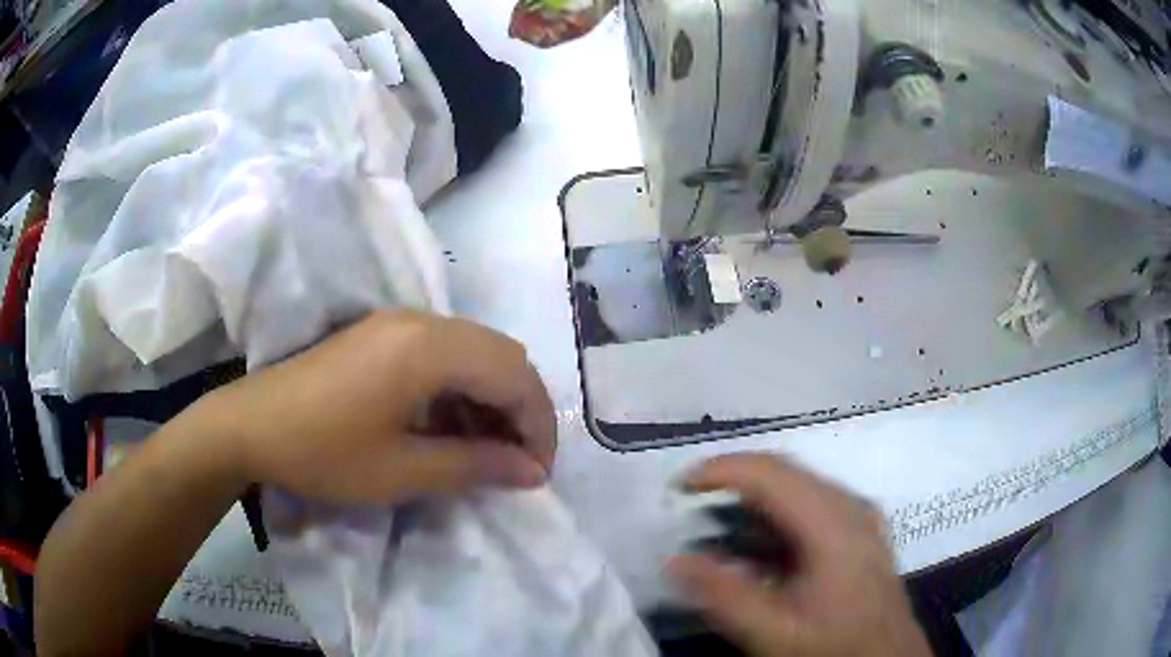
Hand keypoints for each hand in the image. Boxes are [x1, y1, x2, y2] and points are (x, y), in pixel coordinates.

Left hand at [207, 309, 557, 504]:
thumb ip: (475, 466)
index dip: (538, 425)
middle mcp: (421, 320)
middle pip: (501, 355)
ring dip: (492, 398)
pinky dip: (461, 389)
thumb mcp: (402, 471)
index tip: (538, 473)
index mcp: (428, 347)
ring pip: (475, 352)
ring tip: (487, 450)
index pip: (514, 375)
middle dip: (522, 410)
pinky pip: (444, 354)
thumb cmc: (323, 451)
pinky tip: (450, 425)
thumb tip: (531, 472)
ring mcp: (398, 323)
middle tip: (518, 462)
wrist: (250, 425)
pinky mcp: (381, 334)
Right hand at [669, 454, 929, 656]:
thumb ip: (724, 597)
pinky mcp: (858, 527)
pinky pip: (808, 503)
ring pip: (796, 484)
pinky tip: (755, 545)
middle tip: (687, 505)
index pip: (771, 472)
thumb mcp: (774, 633)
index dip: (720, 470)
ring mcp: (858, 513)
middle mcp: (850, 505)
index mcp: (834, 524)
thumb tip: (675, 560)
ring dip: (751, 497)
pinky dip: (773, 513)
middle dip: (731, 480)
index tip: (677, 488)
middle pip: (784, 471)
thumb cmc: (833, 645)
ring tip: (712, 524)